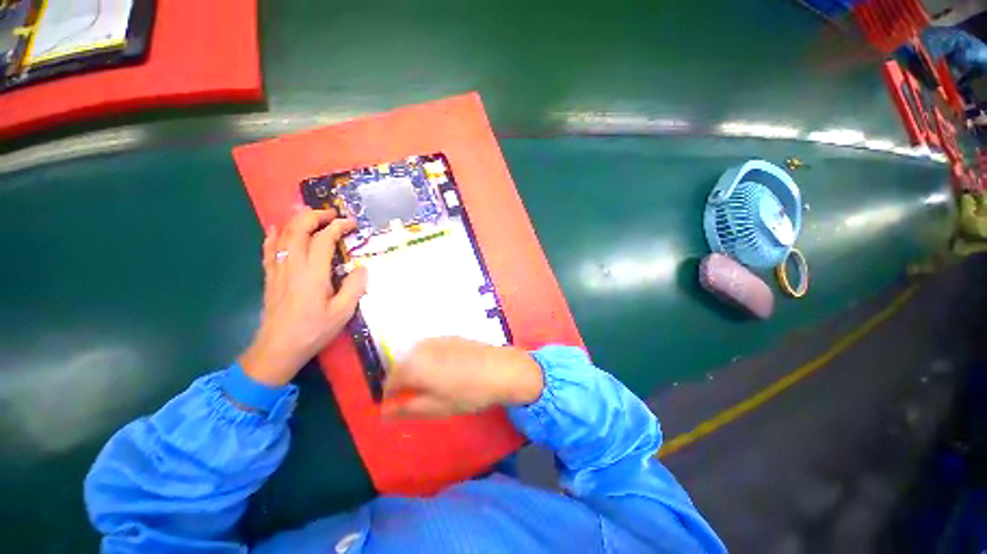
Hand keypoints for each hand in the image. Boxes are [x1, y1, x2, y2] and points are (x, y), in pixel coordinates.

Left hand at [240, 208, 368, 385]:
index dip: (338, 226)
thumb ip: (354, 287)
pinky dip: (275, 234)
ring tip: (313, 217)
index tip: (351, 224)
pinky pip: (269, 248)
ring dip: (298, 221)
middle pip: (299, 228)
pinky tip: (278, 229)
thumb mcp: (343, 312)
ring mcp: (277, 269)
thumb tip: (362, 267)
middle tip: (333, 215)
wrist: (278, 348)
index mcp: (313, 273)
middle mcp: (293, 265)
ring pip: (283, 234)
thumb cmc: (313, 330)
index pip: (324, 239)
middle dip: (316, 216)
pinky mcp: (269, 276)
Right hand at [381, 337, 543, 417]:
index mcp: (413, 365)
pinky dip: (429, 359)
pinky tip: (445, 369)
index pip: (390, 381)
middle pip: (402, 365)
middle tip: (416, 397)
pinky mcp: (450, 336)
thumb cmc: (467, 392)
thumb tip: (385, 412)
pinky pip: (431, 348)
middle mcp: (421, 347)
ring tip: (431, 384)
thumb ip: (407, 408)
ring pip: (416, 355)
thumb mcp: (436, 407)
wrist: (500, 368)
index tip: (397, 407)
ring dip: (416, 369)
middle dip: (403, 381)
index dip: (390, 396)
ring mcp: (437, 339)